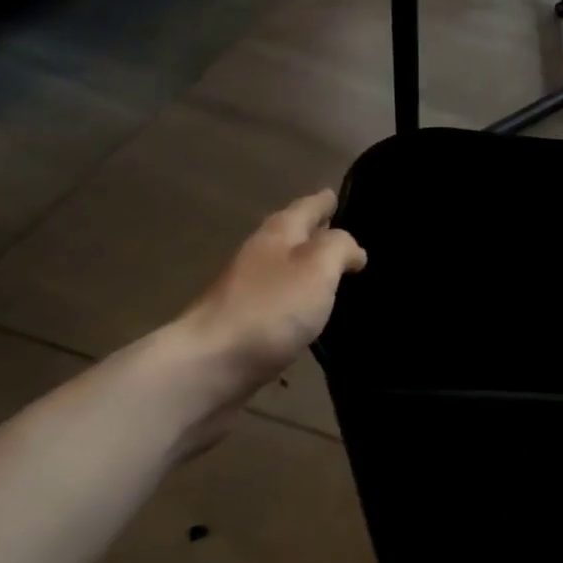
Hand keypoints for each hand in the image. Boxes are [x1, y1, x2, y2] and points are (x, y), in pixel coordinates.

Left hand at [170, 190, 366, 400]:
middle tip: (350, 234)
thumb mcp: (318, 267)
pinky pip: (280, 301)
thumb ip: (339, 248)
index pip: (309, 206)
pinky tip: (313, 311)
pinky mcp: (244, 324)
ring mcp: (248, 290)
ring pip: (287, 268)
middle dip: (319, 232)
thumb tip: (353, 250)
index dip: (327, 201)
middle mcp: (261, 254)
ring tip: (338, 273)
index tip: (342, 196)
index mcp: (278, 232)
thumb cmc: (270, 309)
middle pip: (294, 235)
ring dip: (309, 267)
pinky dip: (299, 298)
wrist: (209, 366)